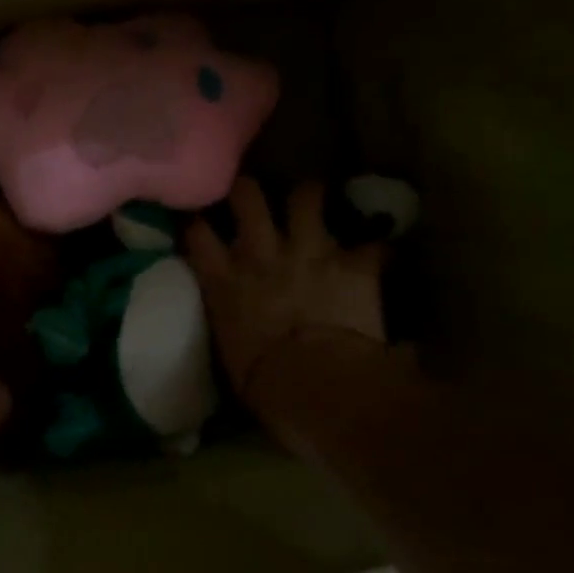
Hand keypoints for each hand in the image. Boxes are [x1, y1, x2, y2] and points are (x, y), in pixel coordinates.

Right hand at [187, 178, 386, 406]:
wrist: (313, 382)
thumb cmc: (261, 381)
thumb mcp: (229, 349)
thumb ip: (231, 321)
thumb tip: (239, 324)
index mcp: (223, 280)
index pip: (197, 234)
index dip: (197, 220)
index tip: (199, 218)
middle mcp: (261, 254)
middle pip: (247, 197)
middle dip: (247, 190)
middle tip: (251, 194)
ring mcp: (309, 252)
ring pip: (306, 197)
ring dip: (310, 196)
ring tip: (312, 199)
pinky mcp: (354, 264)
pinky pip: (372, 245)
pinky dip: (374, 250)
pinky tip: (376, 254)